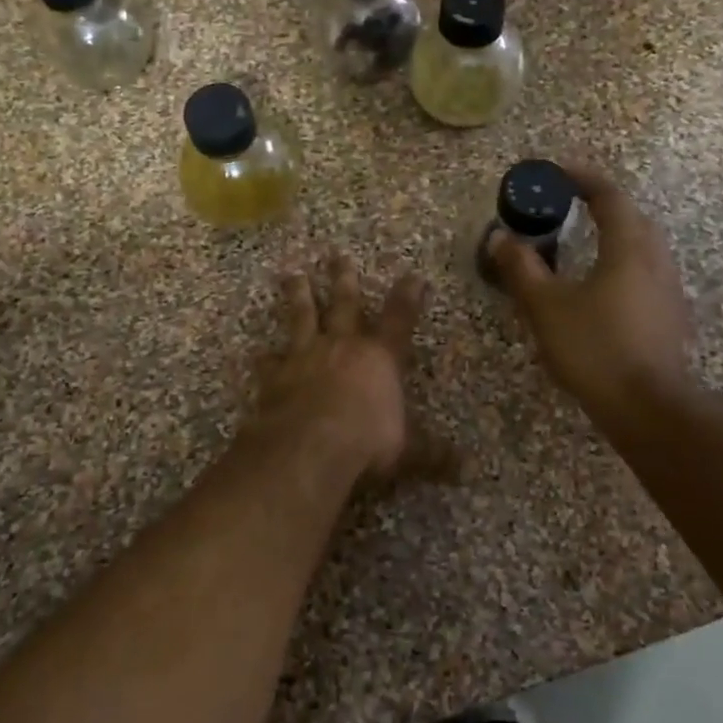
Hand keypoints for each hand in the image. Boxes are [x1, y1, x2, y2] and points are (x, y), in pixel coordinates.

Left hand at [251, 255, 427, 477]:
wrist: (310, 446)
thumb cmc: (367, 441)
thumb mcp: (408, 451)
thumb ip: (433, 454)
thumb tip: (466, 469)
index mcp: (379, 358)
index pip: (400, 319)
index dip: (408, 297)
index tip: (412, 275)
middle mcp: (342, 347)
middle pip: (344, 303)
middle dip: (344, 278)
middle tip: (337, 254)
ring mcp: (305, 357)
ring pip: (302, 317)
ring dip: (298, 295)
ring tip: (292, 274)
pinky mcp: (275, 376)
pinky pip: (268, 362)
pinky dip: (263, 358)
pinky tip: (256, 354)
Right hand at [491, 163, 694, 415]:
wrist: (647, 406)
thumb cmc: (595, 348)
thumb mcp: (546, 307)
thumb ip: (521, 269)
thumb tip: (500, 238)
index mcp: (628, 248)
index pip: (609, 196)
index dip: (583, 178)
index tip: (557, 172)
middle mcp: (655, 261)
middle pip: (633, 218)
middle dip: (602, 205)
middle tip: (570, 206)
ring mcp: (668, 290)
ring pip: (643, 247)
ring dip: (615, 235)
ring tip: (583, 245)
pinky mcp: (670, 317)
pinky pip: (645, 274)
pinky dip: (622, 265)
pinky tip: (602, 289)